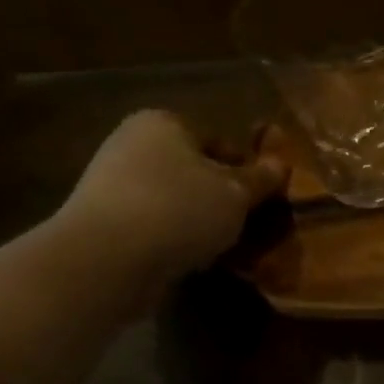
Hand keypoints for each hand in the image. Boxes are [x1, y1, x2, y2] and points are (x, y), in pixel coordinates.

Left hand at [56, 110, 286, 291]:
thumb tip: (281, 164)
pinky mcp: (102, 221)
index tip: (261, 200)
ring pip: (175, 200)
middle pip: (194, 171)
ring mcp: (112, 182)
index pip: (219, 141)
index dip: (246, 170)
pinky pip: (153, 224)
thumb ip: (261, 178)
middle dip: (220, 198)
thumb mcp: (236, 194)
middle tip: (245, 226)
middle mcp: (133, 144)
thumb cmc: (180, 210)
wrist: (107, 259)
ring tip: (220, 248)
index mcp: (164, 123)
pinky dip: (172, 238)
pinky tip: (188, 260)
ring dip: (198, 222)